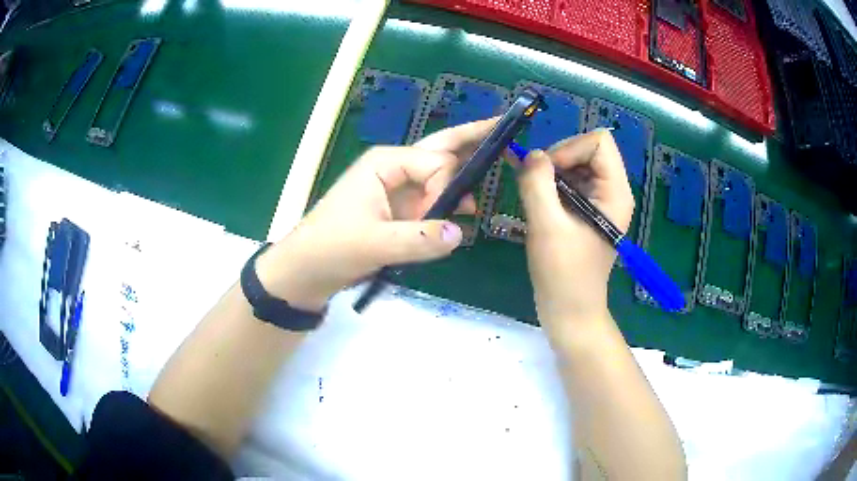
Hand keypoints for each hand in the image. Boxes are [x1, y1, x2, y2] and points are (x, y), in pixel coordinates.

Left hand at [257, 119, 497, 311]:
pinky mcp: (399, 211)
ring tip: (481, 195)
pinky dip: (450, 204)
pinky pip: (433, 200)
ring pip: (440, 176)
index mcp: (386, 162)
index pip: (436, 164)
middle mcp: (395, 168)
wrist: (306, 269)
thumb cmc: (331, 247)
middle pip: (441, 149)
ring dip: (462, 182)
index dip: (446, 189)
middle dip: (471, 139)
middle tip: (502, 126)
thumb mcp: (374, 244)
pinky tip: (465, 212)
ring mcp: (398, 189)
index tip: (439, 217)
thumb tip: (459, 234)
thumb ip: (418, 240)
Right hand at [516, 130, 633, 339]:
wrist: (569, 311)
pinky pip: (569, 182)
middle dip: (558, 160)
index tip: (547, 173)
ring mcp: (600, 201)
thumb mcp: (546, 226)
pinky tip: (539, 205)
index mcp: (615, 192)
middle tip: (537, 185)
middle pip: (586, 149)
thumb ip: (537, 184)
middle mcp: (612, 191)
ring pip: (575, 164)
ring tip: (536, 198)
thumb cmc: (563, 273)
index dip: (569, 148)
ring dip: (551, 174)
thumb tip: (531, 154)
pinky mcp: (586, 211)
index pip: (598, 142)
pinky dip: (551, 186)